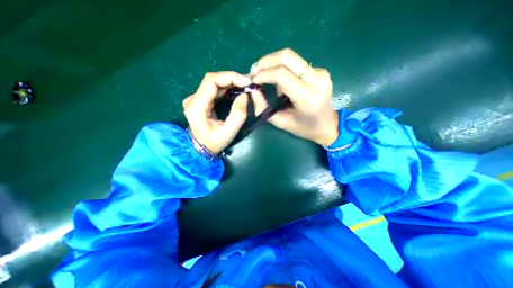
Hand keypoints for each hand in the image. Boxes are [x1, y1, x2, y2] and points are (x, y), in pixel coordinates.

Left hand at [182, 71, 251, 153]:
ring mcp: (195, 99)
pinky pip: (215, 89)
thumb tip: (244, 95)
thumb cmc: (214, 143)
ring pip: (214, 83)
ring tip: (244, 86)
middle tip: (248, 84)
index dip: (230, 77)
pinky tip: (236, 91)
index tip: (246, 81)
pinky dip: (227, 88)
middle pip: (213, 80)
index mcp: (196, 106)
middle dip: (232, 79)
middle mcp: (193, 99)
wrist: (202, 148)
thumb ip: (238, 115)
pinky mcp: (200, 100)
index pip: (211, 81)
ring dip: (231, 83)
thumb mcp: (229, 132)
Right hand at [249, 49, 338, 145]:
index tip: (253, 80)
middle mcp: (316, 80)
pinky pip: (296, 64)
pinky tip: (281, 83)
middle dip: (266, 61)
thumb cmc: (305, 128)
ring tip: (266, 79)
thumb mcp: (281, 122)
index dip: (263, 74)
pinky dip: (283, 70)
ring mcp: (321, 73)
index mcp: (307, 97)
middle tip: (255, 71)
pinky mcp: (320, 71)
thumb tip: (253, 91)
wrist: (328, 125)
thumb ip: (264, 108)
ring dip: (274, 65)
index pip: (281, 75)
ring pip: (291, 57)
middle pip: (287, 56)